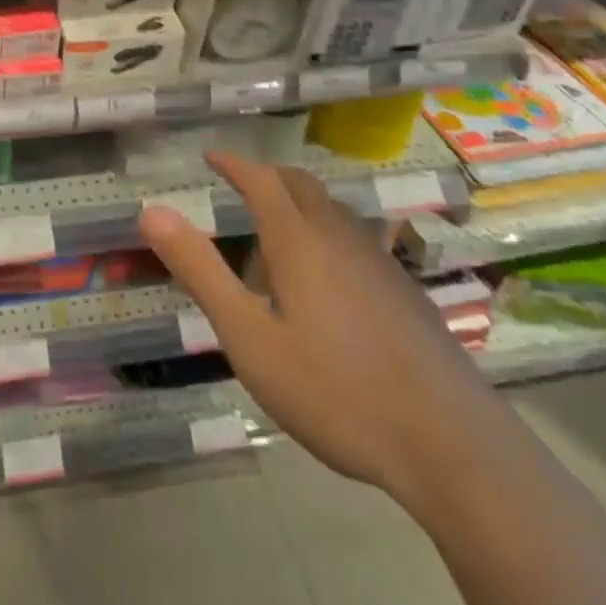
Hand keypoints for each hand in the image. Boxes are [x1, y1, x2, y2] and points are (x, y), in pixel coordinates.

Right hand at [139, 150, 503, 504]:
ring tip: (278, 238)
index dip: (233, 163)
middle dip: (267, 177)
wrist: (454, 447)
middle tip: (241, 187)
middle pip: (301, 185)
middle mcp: (340, 237)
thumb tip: (151, 210)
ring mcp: (381, 263)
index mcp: (298, 240)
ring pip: (333, 212)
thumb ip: (200, 272)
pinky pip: (357, 240)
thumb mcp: (250, 338)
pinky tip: (330, 283)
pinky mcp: (407, 294)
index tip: (211, 157)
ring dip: (300, 205)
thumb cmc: (336, 390)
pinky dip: (329, 235)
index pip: (260, 179)